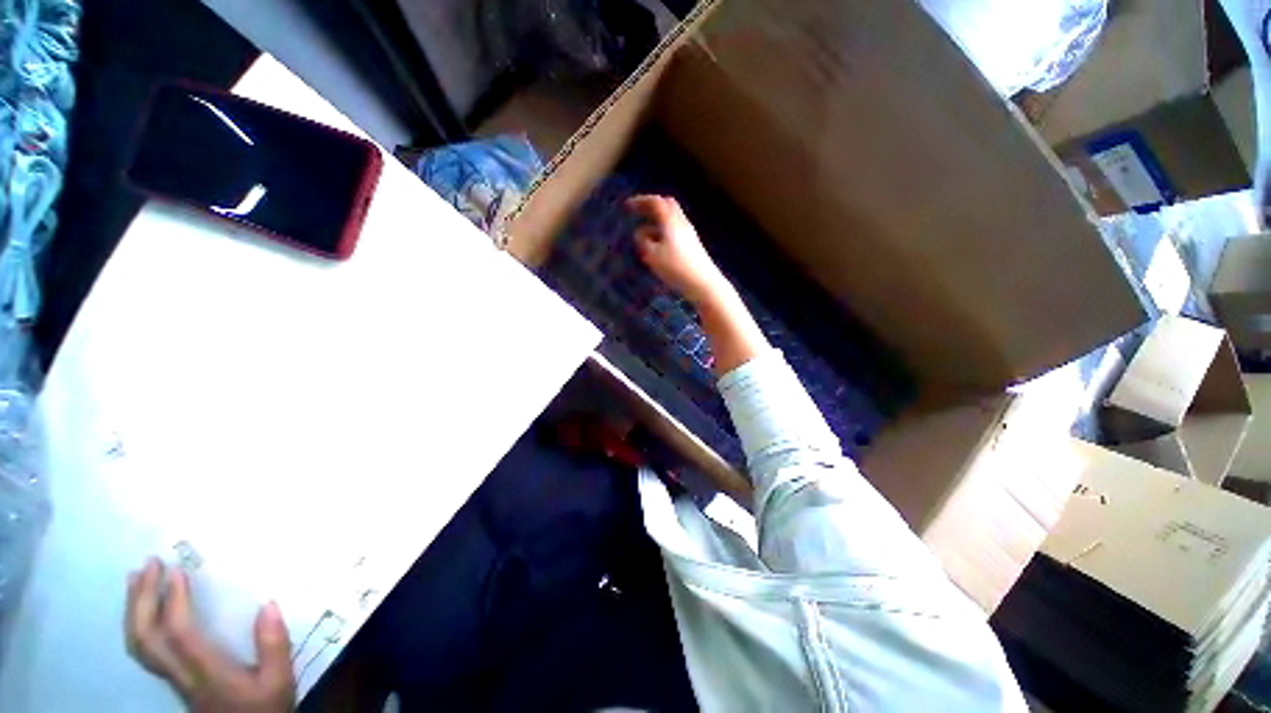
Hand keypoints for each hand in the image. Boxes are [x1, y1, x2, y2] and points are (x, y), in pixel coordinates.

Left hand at [125, 558, 295, 712]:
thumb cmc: (265, 708)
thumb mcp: (279, 681)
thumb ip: (274, 645)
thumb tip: (269, 603)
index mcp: (207, 672)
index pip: (180, 633)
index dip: (174, 601)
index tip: (179, 570)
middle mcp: (181, 673)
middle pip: (147, 638)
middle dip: (143, 599)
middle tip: (149, 564)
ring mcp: (172, 678)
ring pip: (139, 644)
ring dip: (134, 609)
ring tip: (137, 578)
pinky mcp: (173, 679)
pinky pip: (144, 649)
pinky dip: (137, 624)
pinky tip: (144, 610)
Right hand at [627, 195, 729, 303]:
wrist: (703, 283)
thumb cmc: (675, 268)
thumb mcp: (652, 255)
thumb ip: (643, 240)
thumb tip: (641, 232)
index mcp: (670, 221)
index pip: (655, 202)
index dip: (640, 201)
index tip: (627, 206)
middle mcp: (682, 223)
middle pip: (667, 205)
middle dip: (651, 207)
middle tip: (639, 214)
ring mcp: (689, 234)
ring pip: (672, 219)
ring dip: (657, 222)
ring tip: (645, 238)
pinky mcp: (693, 245)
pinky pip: (675, 231)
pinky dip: (664, 233)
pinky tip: (658, 248)